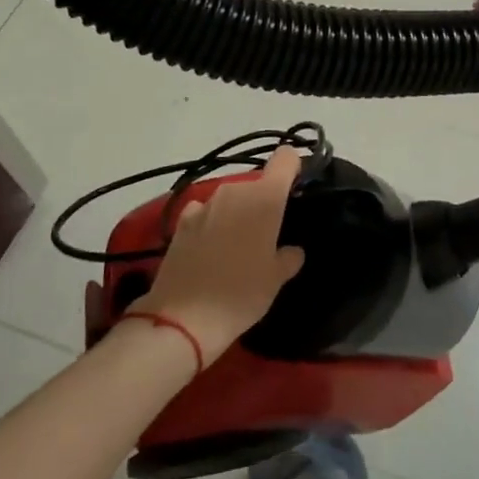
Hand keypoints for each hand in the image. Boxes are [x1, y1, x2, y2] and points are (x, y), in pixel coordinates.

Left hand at [130, 146, 306, 361]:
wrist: (182, 319)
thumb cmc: (241, 294)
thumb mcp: (276, 279)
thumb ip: (288, 256)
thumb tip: (290, 250)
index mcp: (265, 198)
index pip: (286, 159)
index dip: (294, 167)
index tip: (297, 188)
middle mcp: (235, 191)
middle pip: (258, 183)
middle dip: (265, 202)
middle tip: (269, 233)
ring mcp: (205, 204)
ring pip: (231, 198)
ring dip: (238, 214)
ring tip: (238, 246)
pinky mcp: (181, 221)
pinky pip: (206, 212)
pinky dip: (212, 223)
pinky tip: (211, 249)